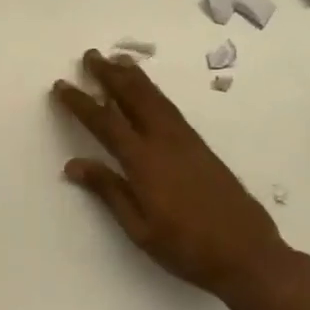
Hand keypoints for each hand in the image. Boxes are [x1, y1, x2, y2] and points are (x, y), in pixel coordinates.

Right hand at [53, 50, 290, 308]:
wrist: (247, 254)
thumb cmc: (186, 248)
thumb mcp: (139, 228)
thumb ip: (109, 191)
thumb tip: (74, 164)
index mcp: (144, 163)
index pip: (105, 123)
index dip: (81, 103)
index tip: (61, 85)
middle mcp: (165, 142)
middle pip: (134, 98)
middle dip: (110, 75)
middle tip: (91, 55)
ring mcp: (187, 142)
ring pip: (156, 99)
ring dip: (134, 78)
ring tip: (118, 60)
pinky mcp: (202, 148)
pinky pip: (171, 109)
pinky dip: (154, 93)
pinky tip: (149, 94)